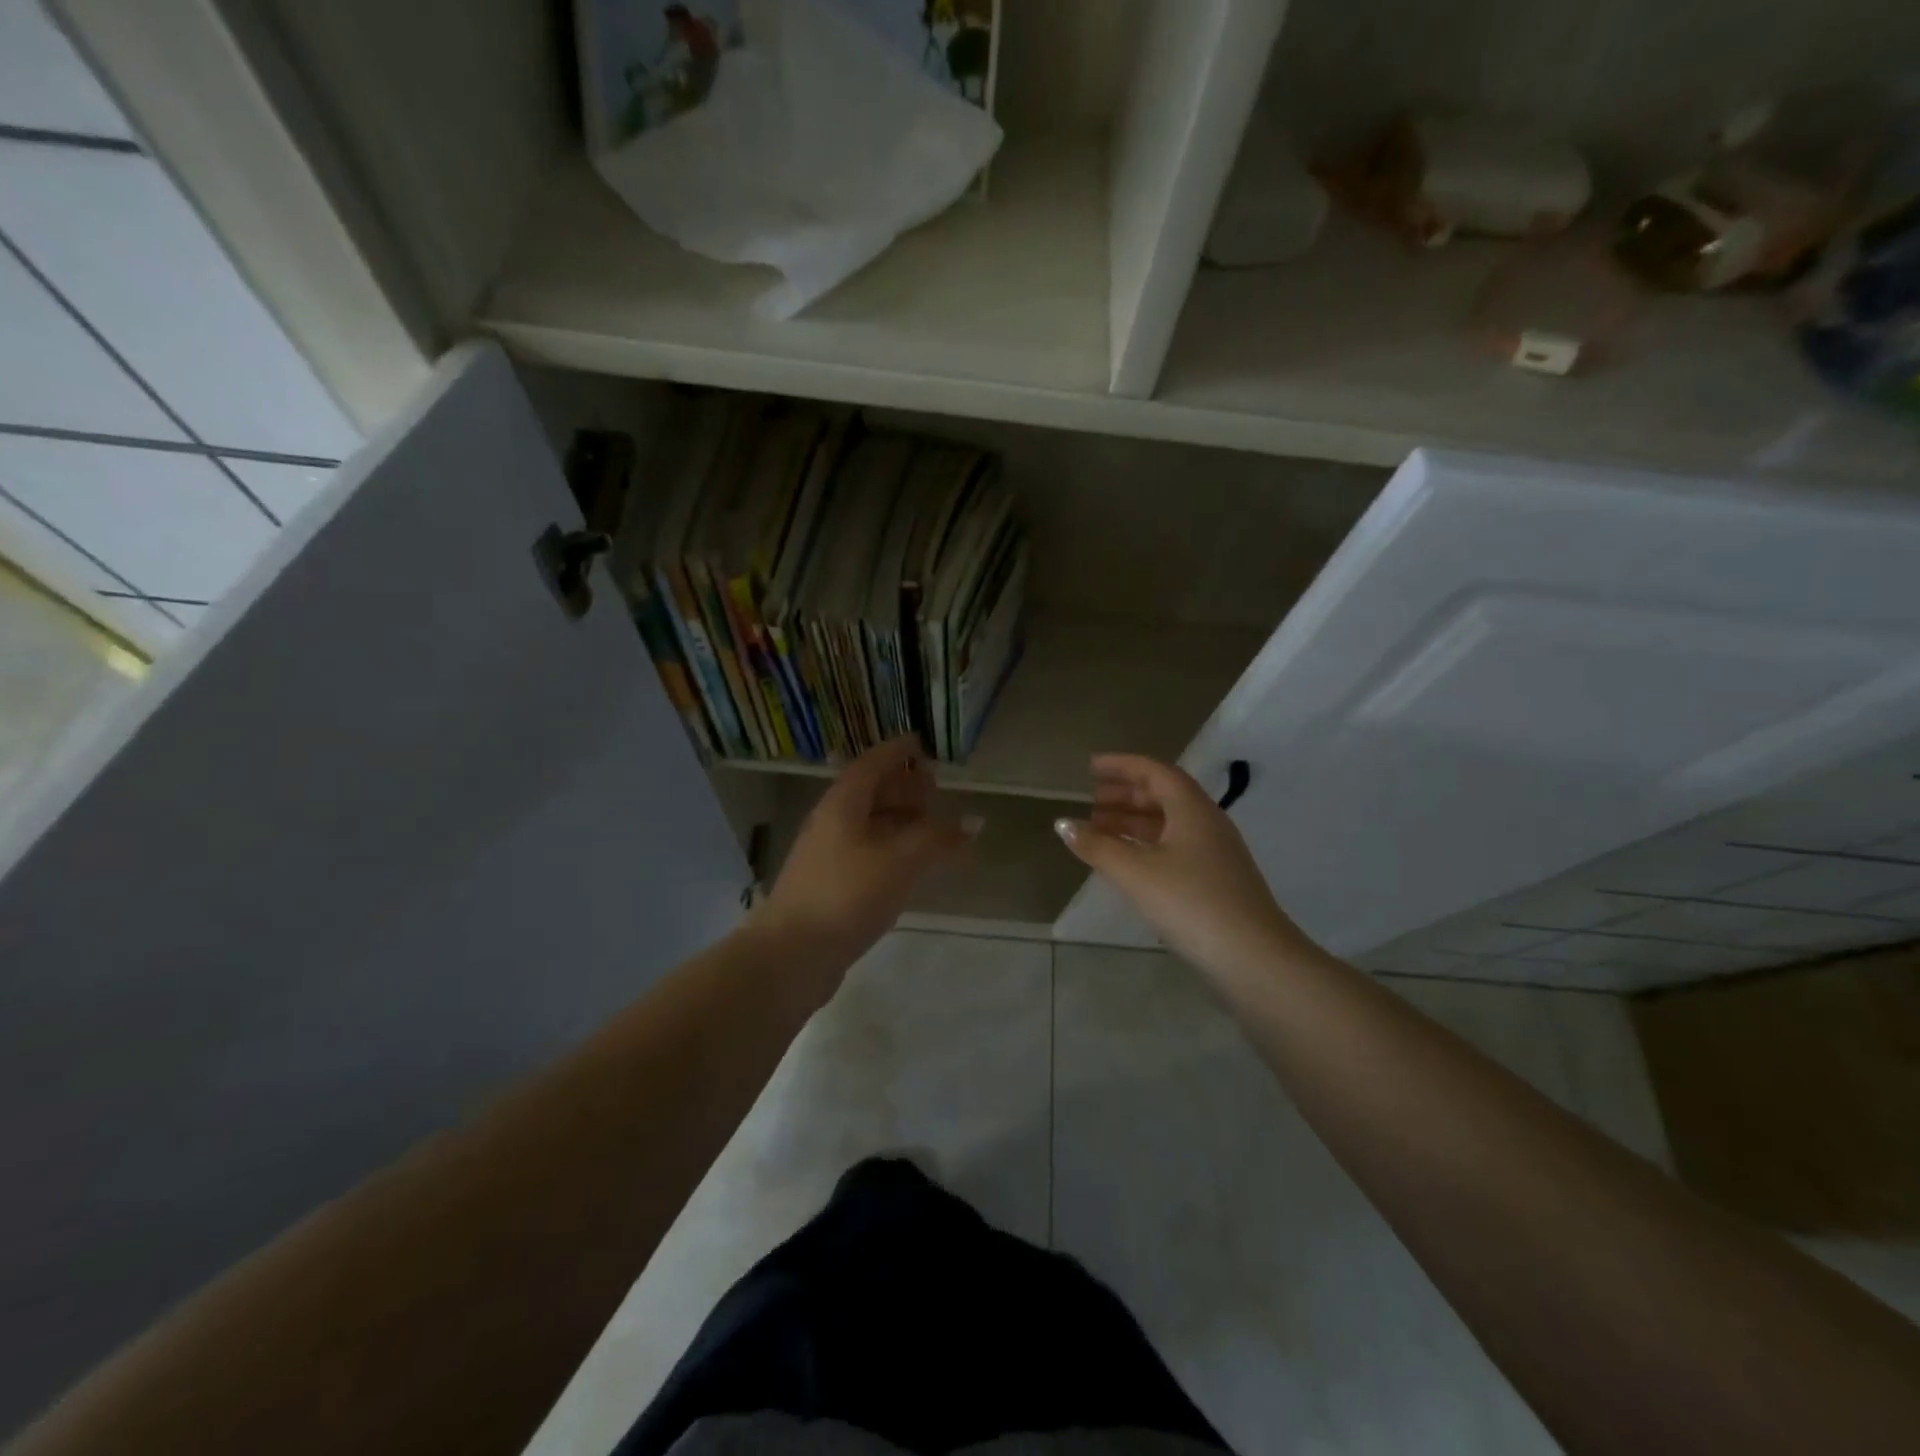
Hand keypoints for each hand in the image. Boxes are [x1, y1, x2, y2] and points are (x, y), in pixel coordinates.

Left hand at [755, 736, 975, 977]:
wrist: (792, 955)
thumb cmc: (847, 895)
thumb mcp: (900, 861)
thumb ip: (938, 839)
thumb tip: (974, 822)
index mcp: (842, 805)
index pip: (871, 764)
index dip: (897, 751)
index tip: (921, 743)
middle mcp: (832, 823)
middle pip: (870, 793)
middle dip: (903, 787)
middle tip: (935, 787)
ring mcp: (828, 856)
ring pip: (869, 825)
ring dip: (901, 820)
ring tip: (933, 826)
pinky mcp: (831, 886)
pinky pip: (868, 853)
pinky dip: (894, 850)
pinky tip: (912, 865)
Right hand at [1056, 754, 1320, 979]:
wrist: (1254, 958)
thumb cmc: (1191, 903)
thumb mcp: (1136, 872)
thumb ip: (1097, 846)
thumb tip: (1063, 824)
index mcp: (1192, 809)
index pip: (1154, 771)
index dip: (1121, 766)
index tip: (1090, 768)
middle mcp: (1207, 823)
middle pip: (1163, 795)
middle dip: (1125, 794)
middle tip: (1092, 800)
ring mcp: (1215, 853)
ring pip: (1169, 824)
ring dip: (1134, 821)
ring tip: (1099, 830)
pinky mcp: (1216, 880)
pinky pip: (1175, 847)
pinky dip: (1146, 845)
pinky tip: (1128, 862)